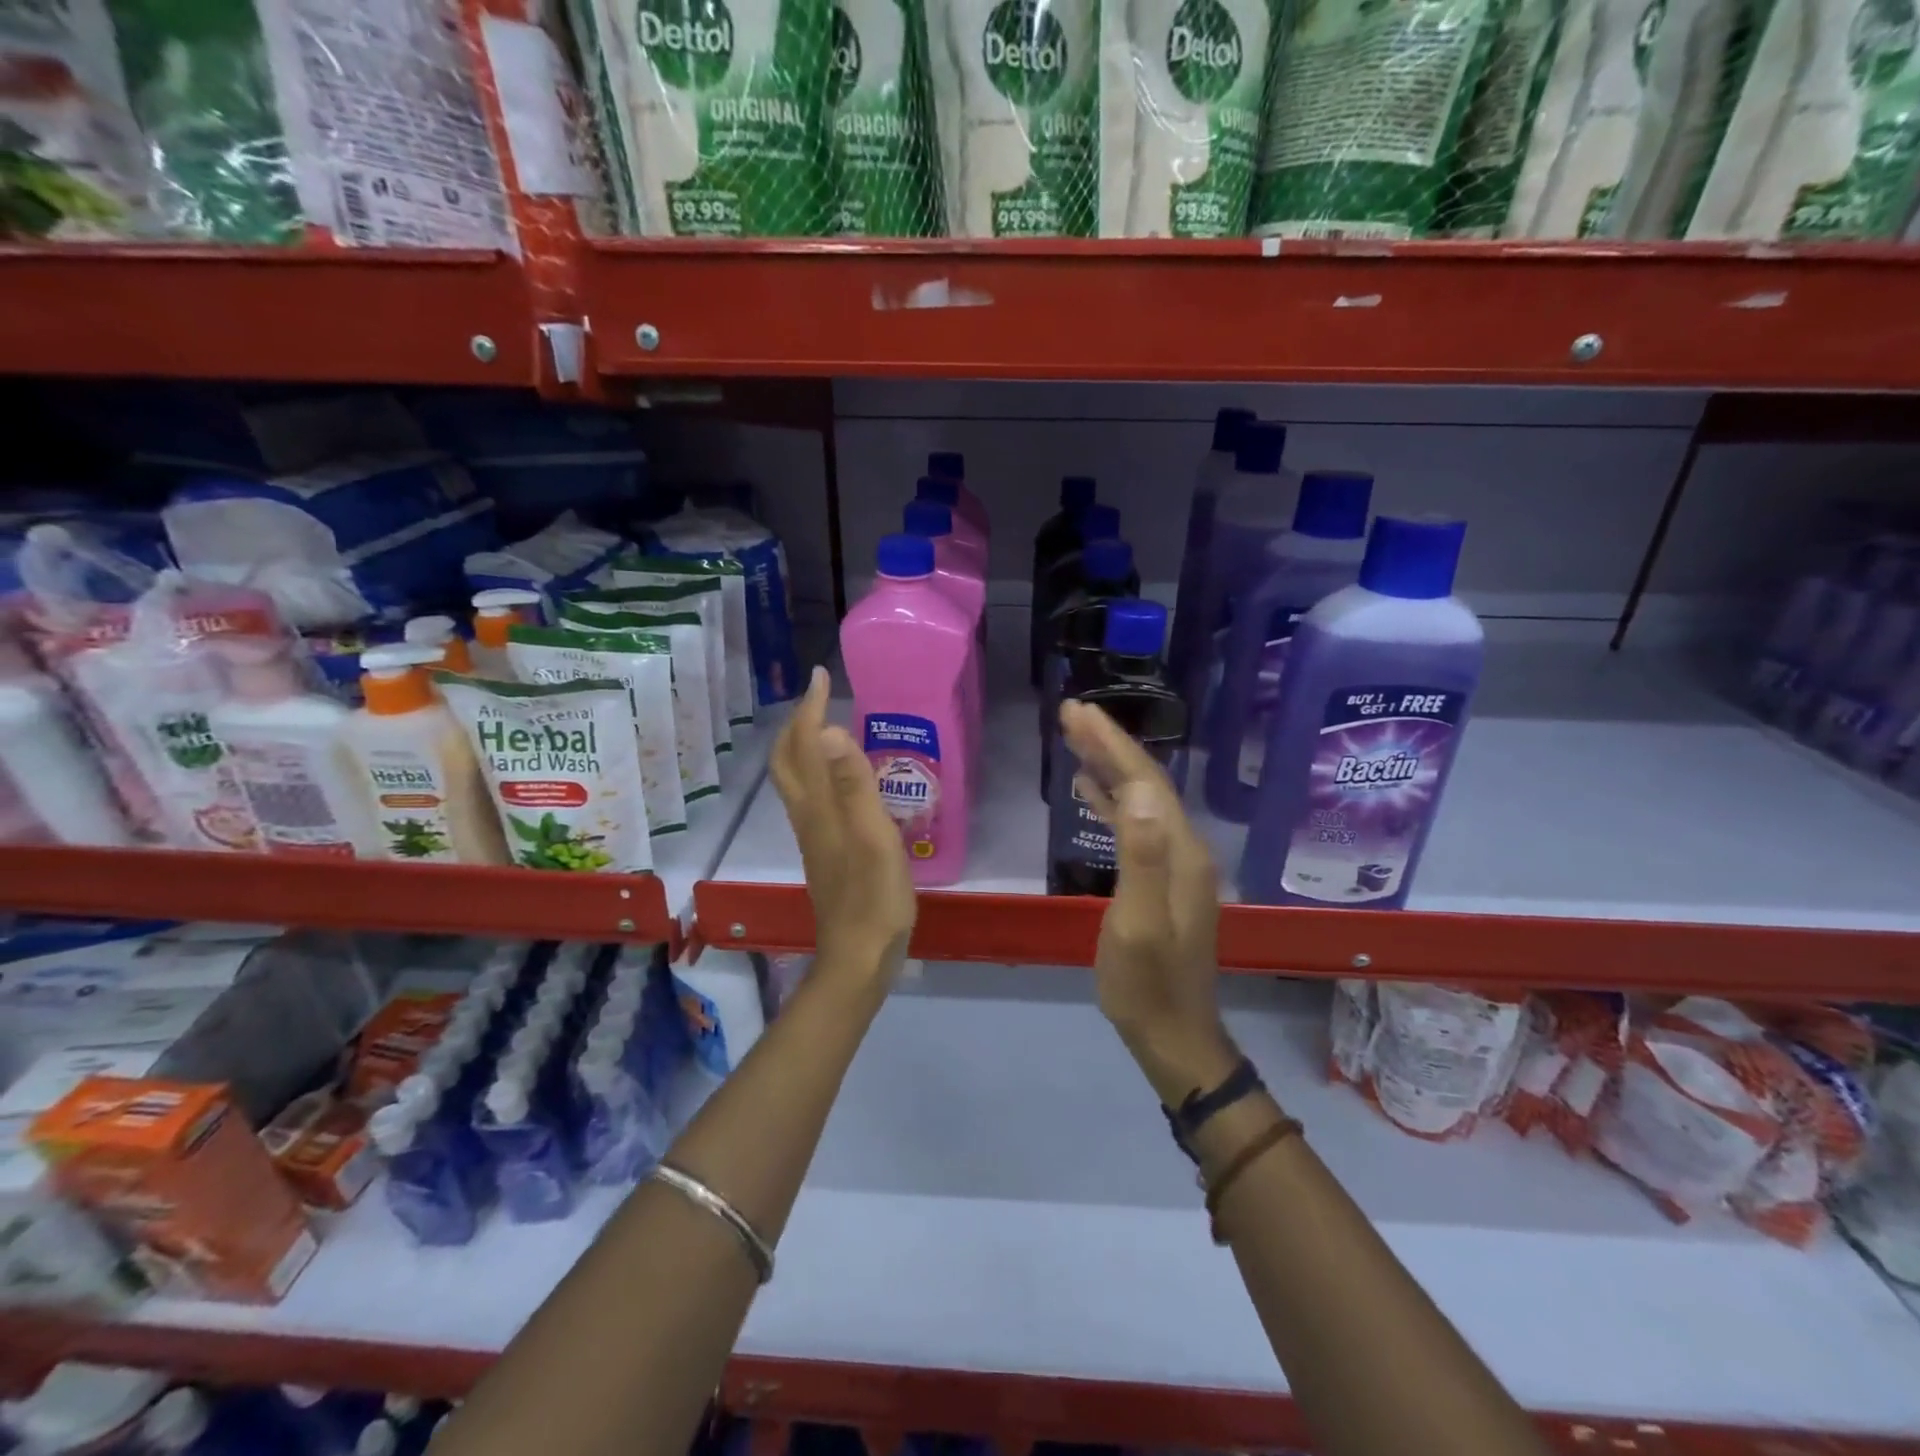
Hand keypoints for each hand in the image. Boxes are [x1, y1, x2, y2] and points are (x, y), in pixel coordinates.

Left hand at [769, 667, 916, 992]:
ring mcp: (815, 836)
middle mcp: (809, 816)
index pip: (805, 745)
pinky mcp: (827, 852)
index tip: (821, 677)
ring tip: (830, 727)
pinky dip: (822, 773)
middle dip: (799, 723)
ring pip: (798, 780)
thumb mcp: (871, 838)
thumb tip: (830, 731)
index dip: (811, 709)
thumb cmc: (873, 897)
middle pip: (789, 761)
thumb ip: (853, 786)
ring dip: (806, 746)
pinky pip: (815, 798)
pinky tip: (845, 780)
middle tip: (821, 696)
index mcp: (818, 807)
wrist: (859, 956)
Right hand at [1059, 698, 1236, 1103]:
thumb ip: (1140, 857)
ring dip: (1109, 767)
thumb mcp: (1137, 924)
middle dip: (1108, 745)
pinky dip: (1112, 800)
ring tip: (1074, 739)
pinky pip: (1136, 825)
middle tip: (1070, 713)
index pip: (1146, 781)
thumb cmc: (1146, 984)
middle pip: (1145, 783)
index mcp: (1180, 852)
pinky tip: (1090, 790)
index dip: (1112, 744)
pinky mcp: (1161, 878)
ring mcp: (1174, 863)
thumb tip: (1139, 792)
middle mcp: (1183, 848)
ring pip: (1140, 800)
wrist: (1173, 1034)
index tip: (1077, 712)